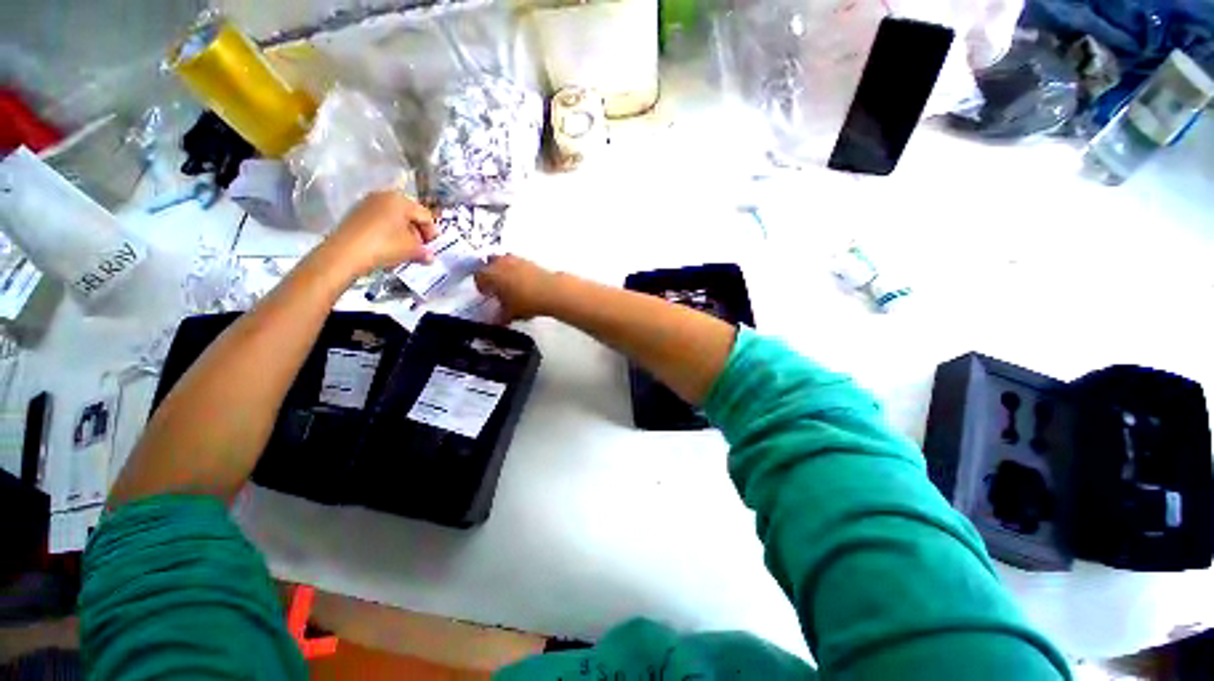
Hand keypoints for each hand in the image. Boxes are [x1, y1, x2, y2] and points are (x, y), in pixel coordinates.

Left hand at [323, 191, 437, 276]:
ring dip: (403, 235)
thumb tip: (429, 256)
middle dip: (417, 233)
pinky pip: (380, 222)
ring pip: (394, 219)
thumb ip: (424, 251)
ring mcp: (367, 204)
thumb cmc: (385, 245)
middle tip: (419, 250)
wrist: (345, 253)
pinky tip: (389, 248)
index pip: (425, 216)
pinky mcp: (356, 215)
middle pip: (409, 215)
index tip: (432, 248)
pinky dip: (389, 234)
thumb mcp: (412, 249)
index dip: (432, 233)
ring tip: (405, 251)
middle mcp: (383, 196)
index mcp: (400, 199)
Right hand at [474, 254, 561, 321]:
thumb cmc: (525, 301)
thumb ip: (500, 315)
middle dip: (492, 276)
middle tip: (498, 289)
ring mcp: (516, 259)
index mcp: (490, 273)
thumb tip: (499, 319)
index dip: (482, 287)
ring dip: (505, 272)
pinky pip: (518, 265)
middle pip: (490, 266)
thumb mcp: (510, 313)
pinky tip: (525, 285)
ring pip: (505, 263)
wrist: (551, 291)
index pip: (478, 277)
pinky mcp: (530, 261)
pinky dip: (518, 272)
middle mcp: (501, 262)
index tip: (487, 295)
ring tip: (512, 287)